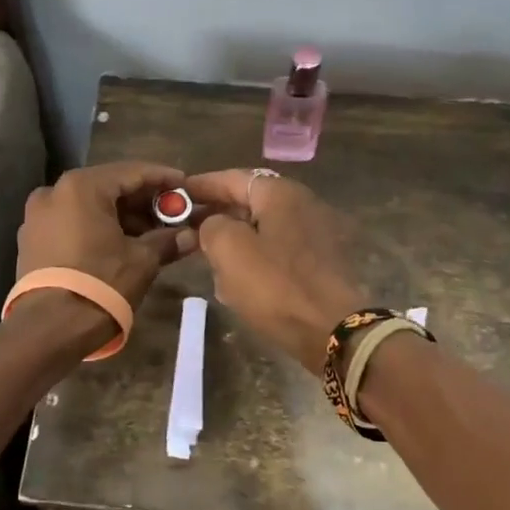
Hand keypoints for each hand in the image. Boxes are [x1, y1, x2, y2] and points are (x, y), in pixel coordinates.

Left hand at [15, 161, 199, 308]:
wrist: (49, 329)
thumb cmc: (101, 284)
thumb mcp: (142, 260)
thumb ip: (167, 240)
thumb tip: (190, 236)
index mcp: (81, 187)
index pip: (132, 172)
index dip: (163, 178)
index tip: (185, 185)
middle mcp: (54, 192)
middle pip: (109, 188)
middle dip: (142, 201)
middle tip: (172, 214)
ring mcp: (37, 217)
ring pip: (89, 207)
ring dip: (121, 217)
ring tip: (152, 234)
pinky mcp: (31, 242)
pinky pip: (72, 224)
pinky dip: (98, 229)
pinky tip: (122, 245)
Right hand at [184, 169, 365, 374]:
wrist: (334, 331)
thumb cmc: (277, 285)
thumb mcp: (229, 249)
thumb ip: (211, 226)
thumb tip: (214, 225)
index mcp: (281, 193)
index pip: (232, 178)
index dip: (201, 186)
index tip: (175, 196)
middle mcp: (303, 205)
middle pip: (249, 204)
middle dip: (217, 217)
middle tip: (187, 231)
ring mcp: (316, 235)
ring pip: (262, 231)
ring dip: (235, 244)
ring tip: (210, 263)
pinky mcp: (322, 264)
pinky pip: (278, 254)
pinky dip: (256, 263)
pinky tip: (239, 286)